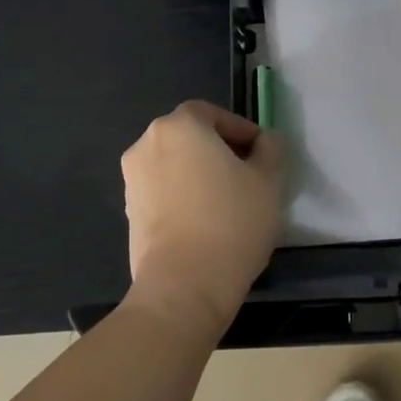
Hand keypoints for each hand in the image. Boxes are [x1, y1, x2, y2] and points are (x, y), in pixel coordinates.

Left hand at [121, 101, 283, 339]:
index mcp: (180, 126)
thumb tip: (265, 141)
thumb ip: (271, 149)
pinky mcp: (130, 212)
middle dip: (219, 150)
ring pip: (175, 164)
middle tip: (249, 175)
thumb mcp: (268, 180)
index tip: (262, 154)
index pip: (213, 113)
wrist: (183, 286)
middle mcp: (147, 144)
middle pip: (190, 136)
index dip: (241, 130)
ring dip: (199, 173)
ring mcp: (133, 180)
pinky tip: (206, 221)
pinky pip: (163, 191)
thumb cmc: (231, 221)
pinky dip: (183, 196)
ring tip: (228, 201)